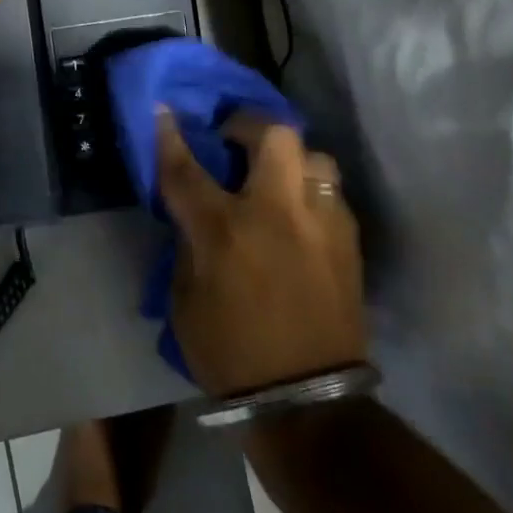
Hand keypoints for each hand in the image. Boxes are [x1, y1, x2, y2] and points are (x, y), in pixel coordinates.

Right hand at [156, 111, 366, 396]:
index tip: (163, 109)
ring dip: (290, 157)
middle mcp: (277, 213)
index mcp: (224, 230)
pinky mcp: (349, 243)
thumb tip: (193, 214)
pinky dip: (310, 190)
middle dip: (248, 124)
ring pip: (314, 156)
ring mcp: (321, 224)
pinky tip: (299, 212)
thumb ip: (187, 244)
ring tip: (274, 176)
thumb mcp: (184, 299)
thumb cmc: (230, 353)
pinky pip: (331, 193)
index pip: (187, 167)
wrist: (308, 403)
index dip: (170, 135)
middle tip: (234, 138)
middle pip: (272, 135)